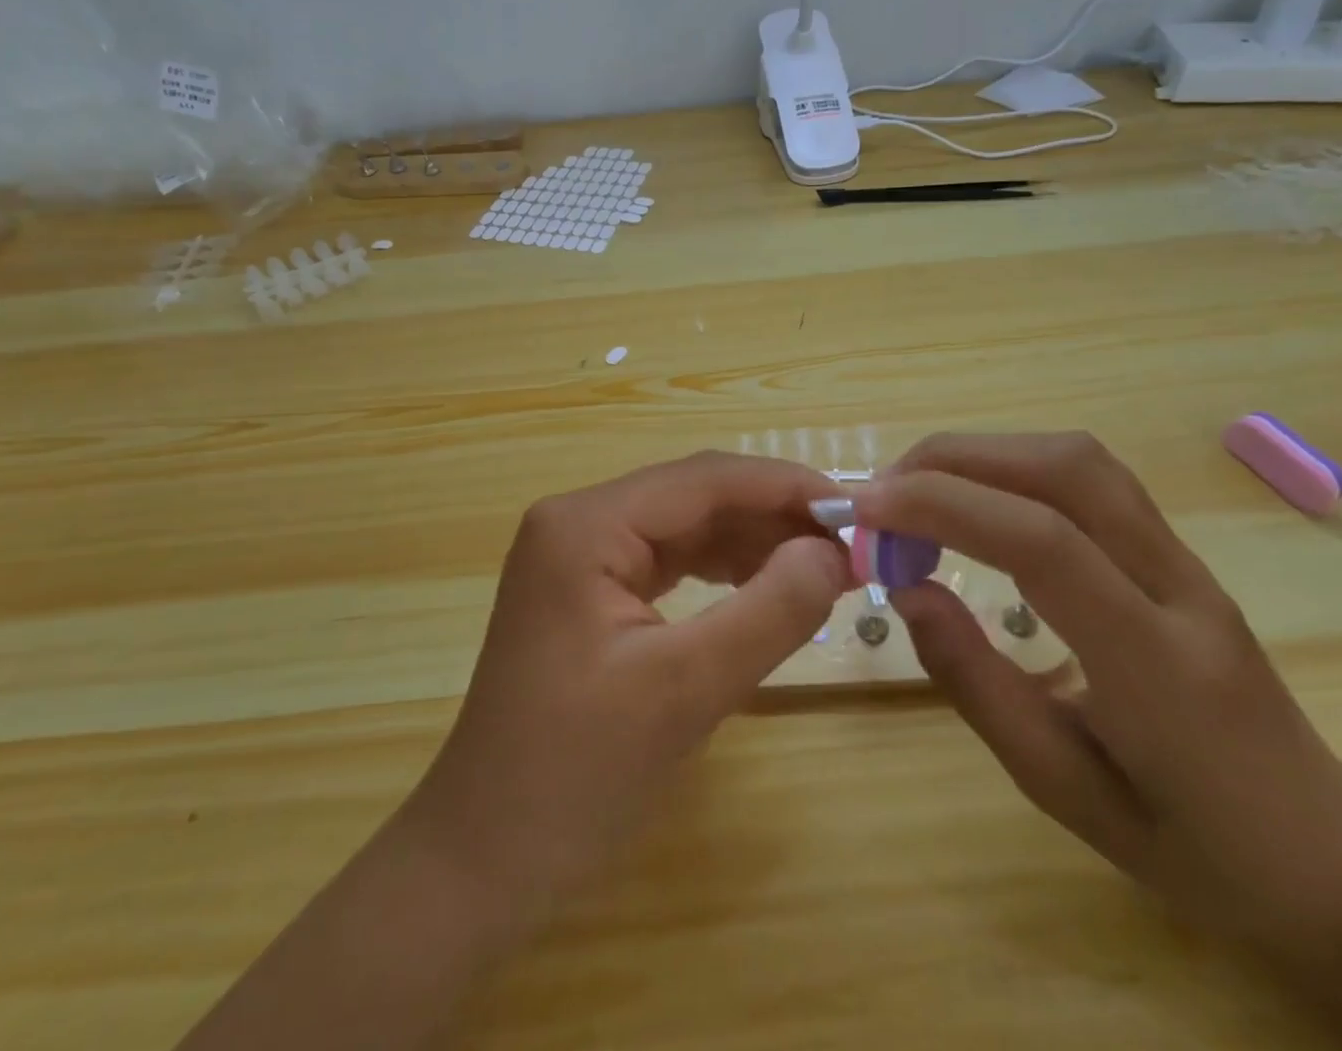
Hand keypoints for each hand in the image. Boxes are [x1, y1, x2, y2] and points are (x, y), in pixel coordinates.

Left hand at [400, 451, 851, 918]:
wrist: (482, 861)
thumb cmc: (573, 778)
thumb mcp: (684, 691)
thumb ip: (768, 611)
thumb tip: (833, 552)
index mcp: (585, 524)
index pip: (704, 479)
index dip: (786, 487)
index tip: (859, 513)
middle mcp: (579, 521)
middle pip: (695, 496)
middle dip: (774, 516)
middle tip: (851, 547)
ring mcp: (580, 555)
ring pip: (686, 526)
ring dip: (754, 541)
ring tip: (823, 568)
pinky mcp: (590, 590)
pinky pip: (670, 560)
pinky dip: (723, 569)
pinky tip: (767, 585)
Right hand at [861, 433, 1341, 971]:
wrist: (1333, 854)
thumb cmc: (1195, 847)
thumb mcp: (1067, 793)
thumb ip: (980, 687)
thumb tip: (908, 591)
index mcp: (1157, 665)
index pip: (1043, 544)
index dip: (943, 507)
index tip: (866, 513)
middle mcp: (1178, 586)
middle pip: (1064, 469)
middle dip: (953, 461)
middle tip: (881, 498)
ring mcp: (1185, 559)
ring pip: (1077, 458)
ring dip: (982, 454)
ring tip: (915, 492)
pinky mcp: (1175, 548)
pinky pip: (1087, 476)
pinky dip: (1012, 466)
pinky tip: (974, 500)